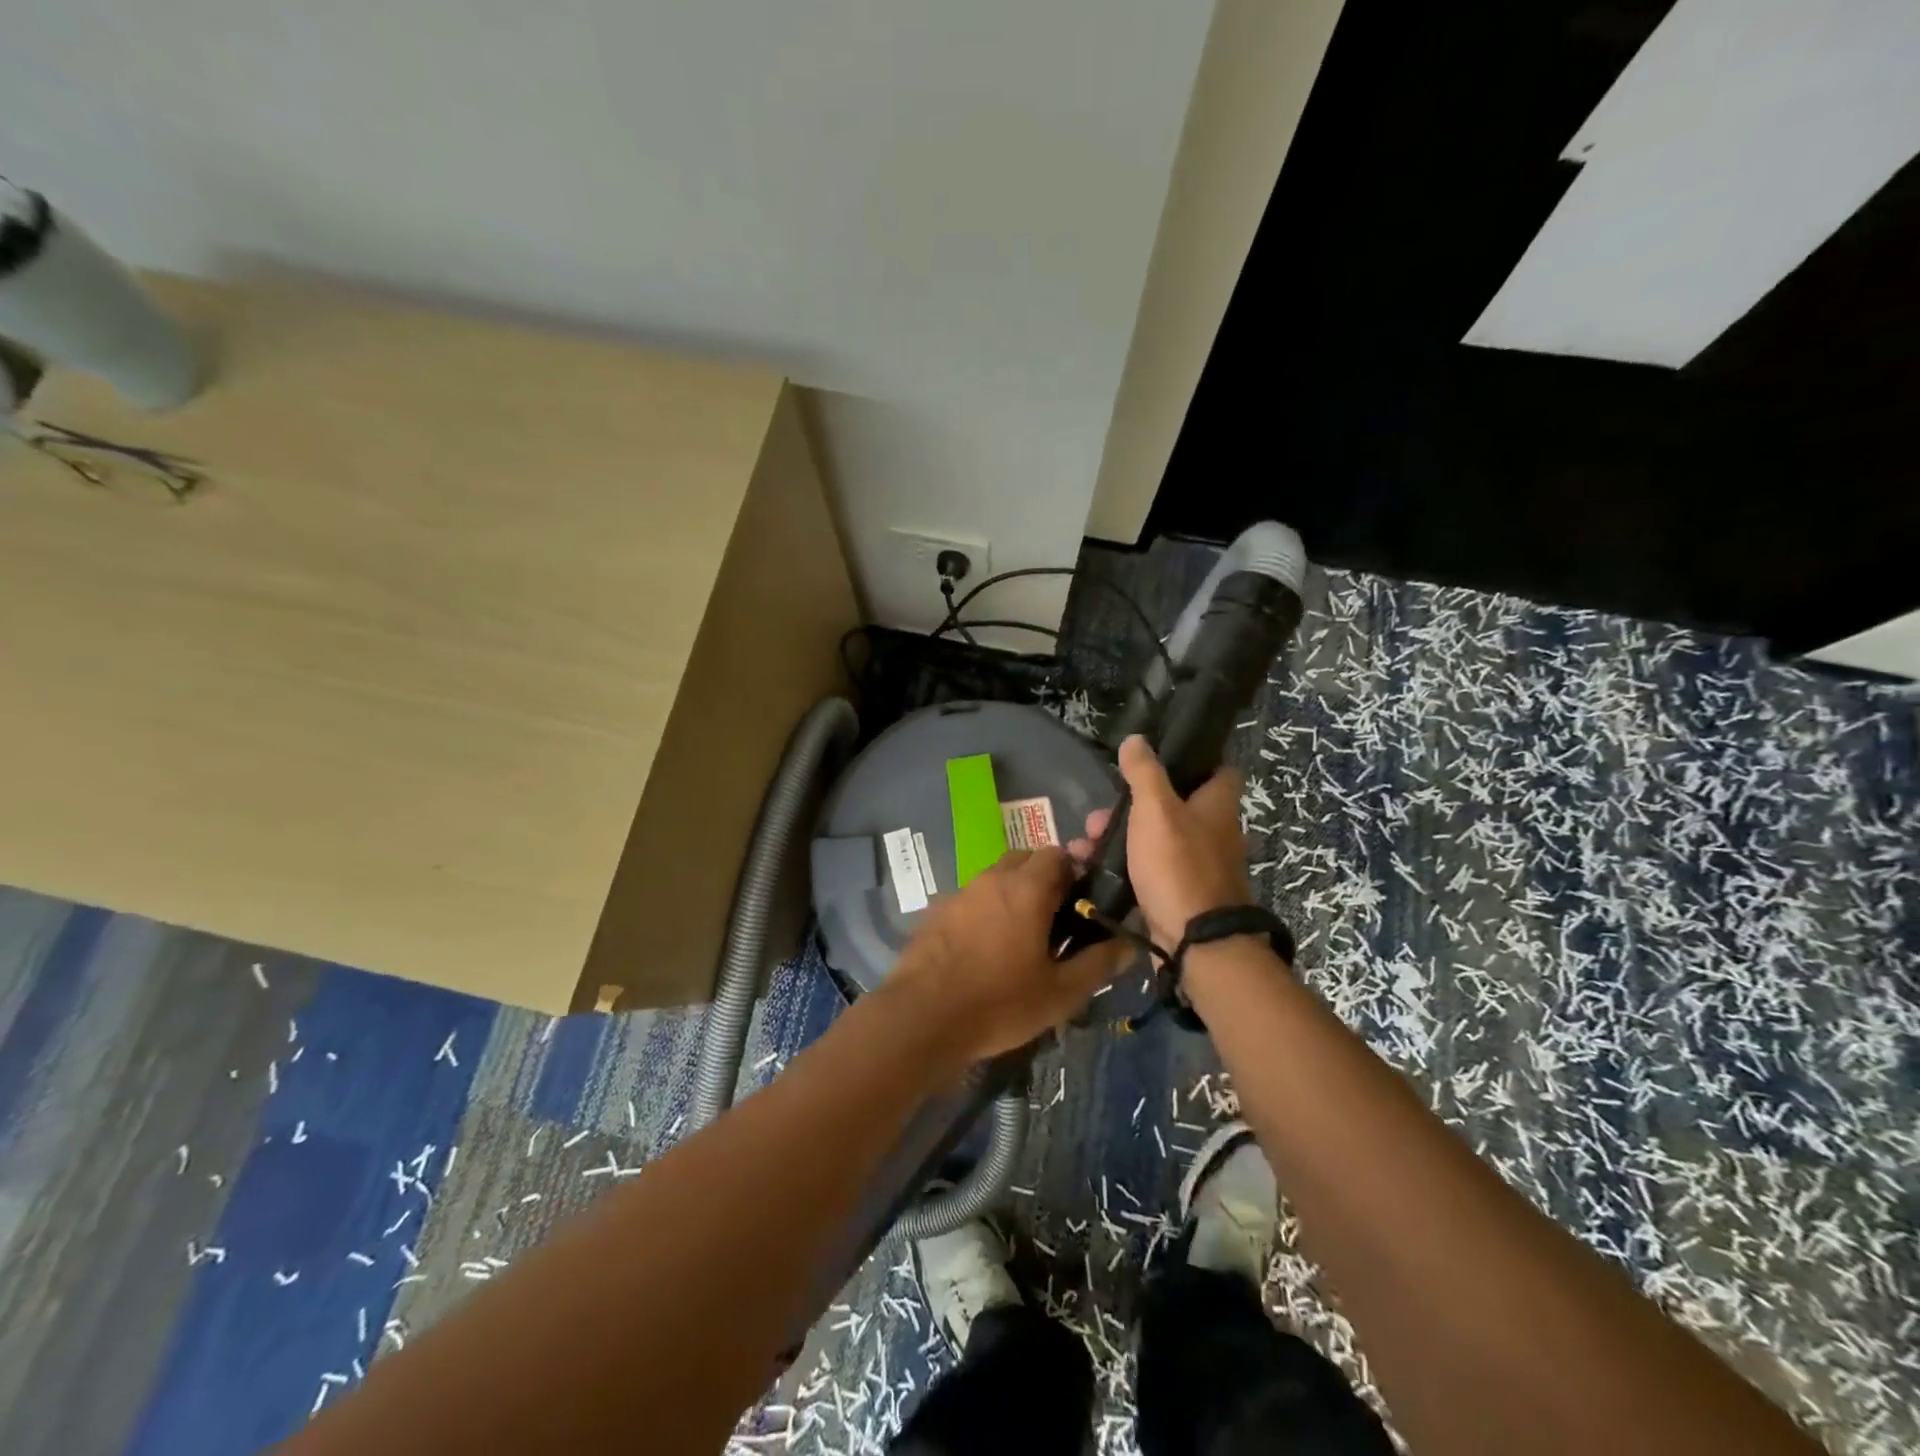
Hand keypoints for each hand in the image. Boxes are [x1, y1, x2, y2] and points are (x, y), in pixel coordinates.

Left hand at [886, 847, 1127, 1064]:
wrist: (922, 1018)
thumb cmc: (999, 1003)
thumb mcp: (1060, 992)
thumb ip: (1098, 963)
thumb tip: (1128, 944)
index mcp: (1026, 888)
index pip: (1057, 853)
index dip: (1074, 871)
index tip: (1082, 901)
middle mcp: (991, 878)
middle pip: (1024, 859)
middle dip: (1043, 878)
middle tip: (1055, 918)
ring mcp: (959, 893)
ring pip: (995, 877)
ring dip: (1012, 893)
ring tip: (1021, 936)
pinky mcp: (936, 911)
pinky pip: (971, 899)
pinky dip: (985, 910)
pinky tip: (985, 947)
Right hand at [1070, 735, 1250, 952]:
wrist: (1195, 943)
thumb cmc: (1178, 865)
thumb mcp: (1156, 809)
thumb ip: (1144, 772)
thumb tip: (1137, 739)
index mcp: (1217, 806)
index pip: (1219, 770)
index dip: (1193, 761)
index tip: (1157, 759)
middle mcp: (1214, 833)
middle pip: (1172, 806)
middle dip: (1130, 807)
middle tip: (1099, 815)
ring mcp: (1197, 867)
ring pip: (1154, 840)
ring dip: (1118, 838)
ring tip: (1085, 845)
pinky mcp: (1179, 895)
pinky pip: (1147, 870)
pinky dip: (1122, 867)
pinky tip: (1091, 869)